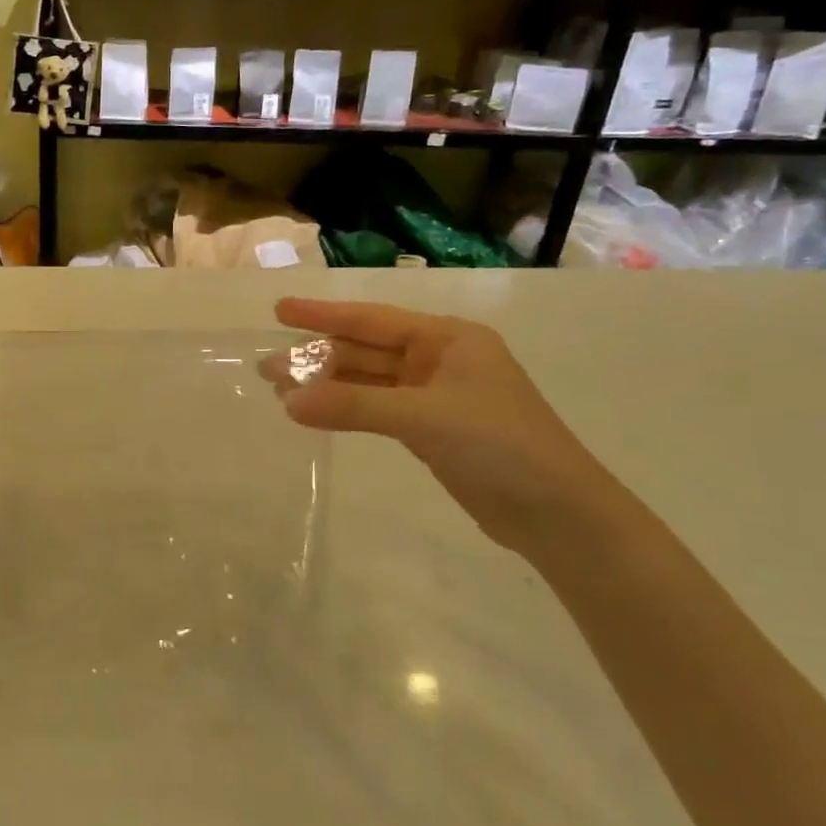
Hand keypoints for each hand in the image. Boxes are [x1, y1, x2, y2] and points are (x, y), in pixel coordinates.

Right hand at [265, 298, 611, 555]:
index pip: (372, 320)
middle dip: (318, 357)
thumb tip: (288, 402)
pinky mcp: (432, 430)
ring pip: (369, 382)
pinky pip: (377, 410)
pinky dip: (347, 411)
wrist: (558, 514)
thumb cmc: (499, 445)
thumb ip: (354, 406)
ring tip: (280, 391)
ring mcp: (435, 396)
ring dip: (328, 386)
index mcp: (448, 339)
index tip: (280, 311)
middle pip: (366, 351)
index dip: (323, 315)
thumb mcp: (424, 417)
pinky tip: (315, 413)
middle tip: (268, 366)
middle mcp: (440, 360)